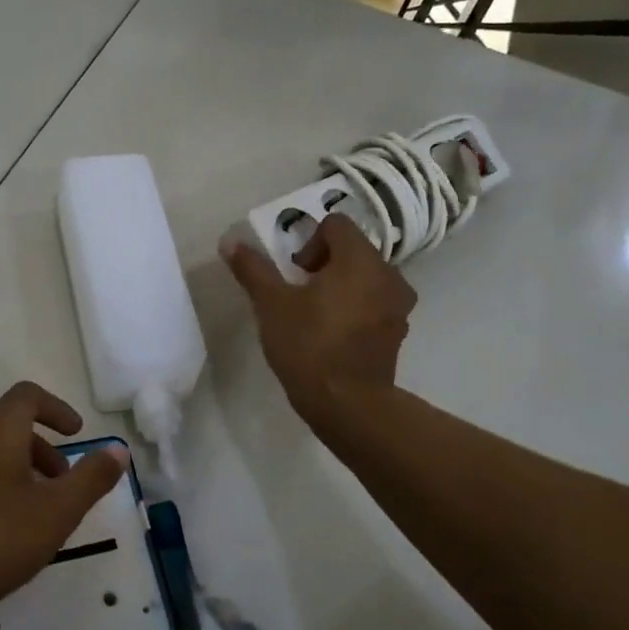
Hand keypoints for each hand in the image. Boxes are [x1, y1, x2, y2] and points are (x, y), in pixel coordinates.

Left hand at [0, 382, 127, 629]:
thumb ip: (90, 479)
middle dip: (41, 448)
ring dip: (17, 469)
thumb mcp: (54, 514)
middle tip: (62, 485)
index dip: (57, 408)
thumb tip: (118, 448)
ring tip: (33, 514)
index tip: (77, 435)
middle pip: (7, 425)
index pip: (28, 396)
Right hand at [222, 214, 416, 428]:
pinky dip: (355, 308)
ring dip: (340, 286)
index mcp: (360, 260)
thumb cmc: (309, 345)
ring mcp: (398, 306)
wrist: (347, 405)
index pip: (336, 225)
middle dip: (323, 264)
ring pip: (364, 278)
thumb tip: (230, 241)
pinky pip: (374, 303)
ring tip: (315, 315)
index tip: (295, 273)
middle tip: (299, 294)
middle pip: (352, 250)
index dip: (309, 241)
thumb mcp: (271, 304)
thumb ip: (253, 269)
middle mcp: (388, 275)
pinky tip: (333, 334)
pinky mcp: (397, 332)